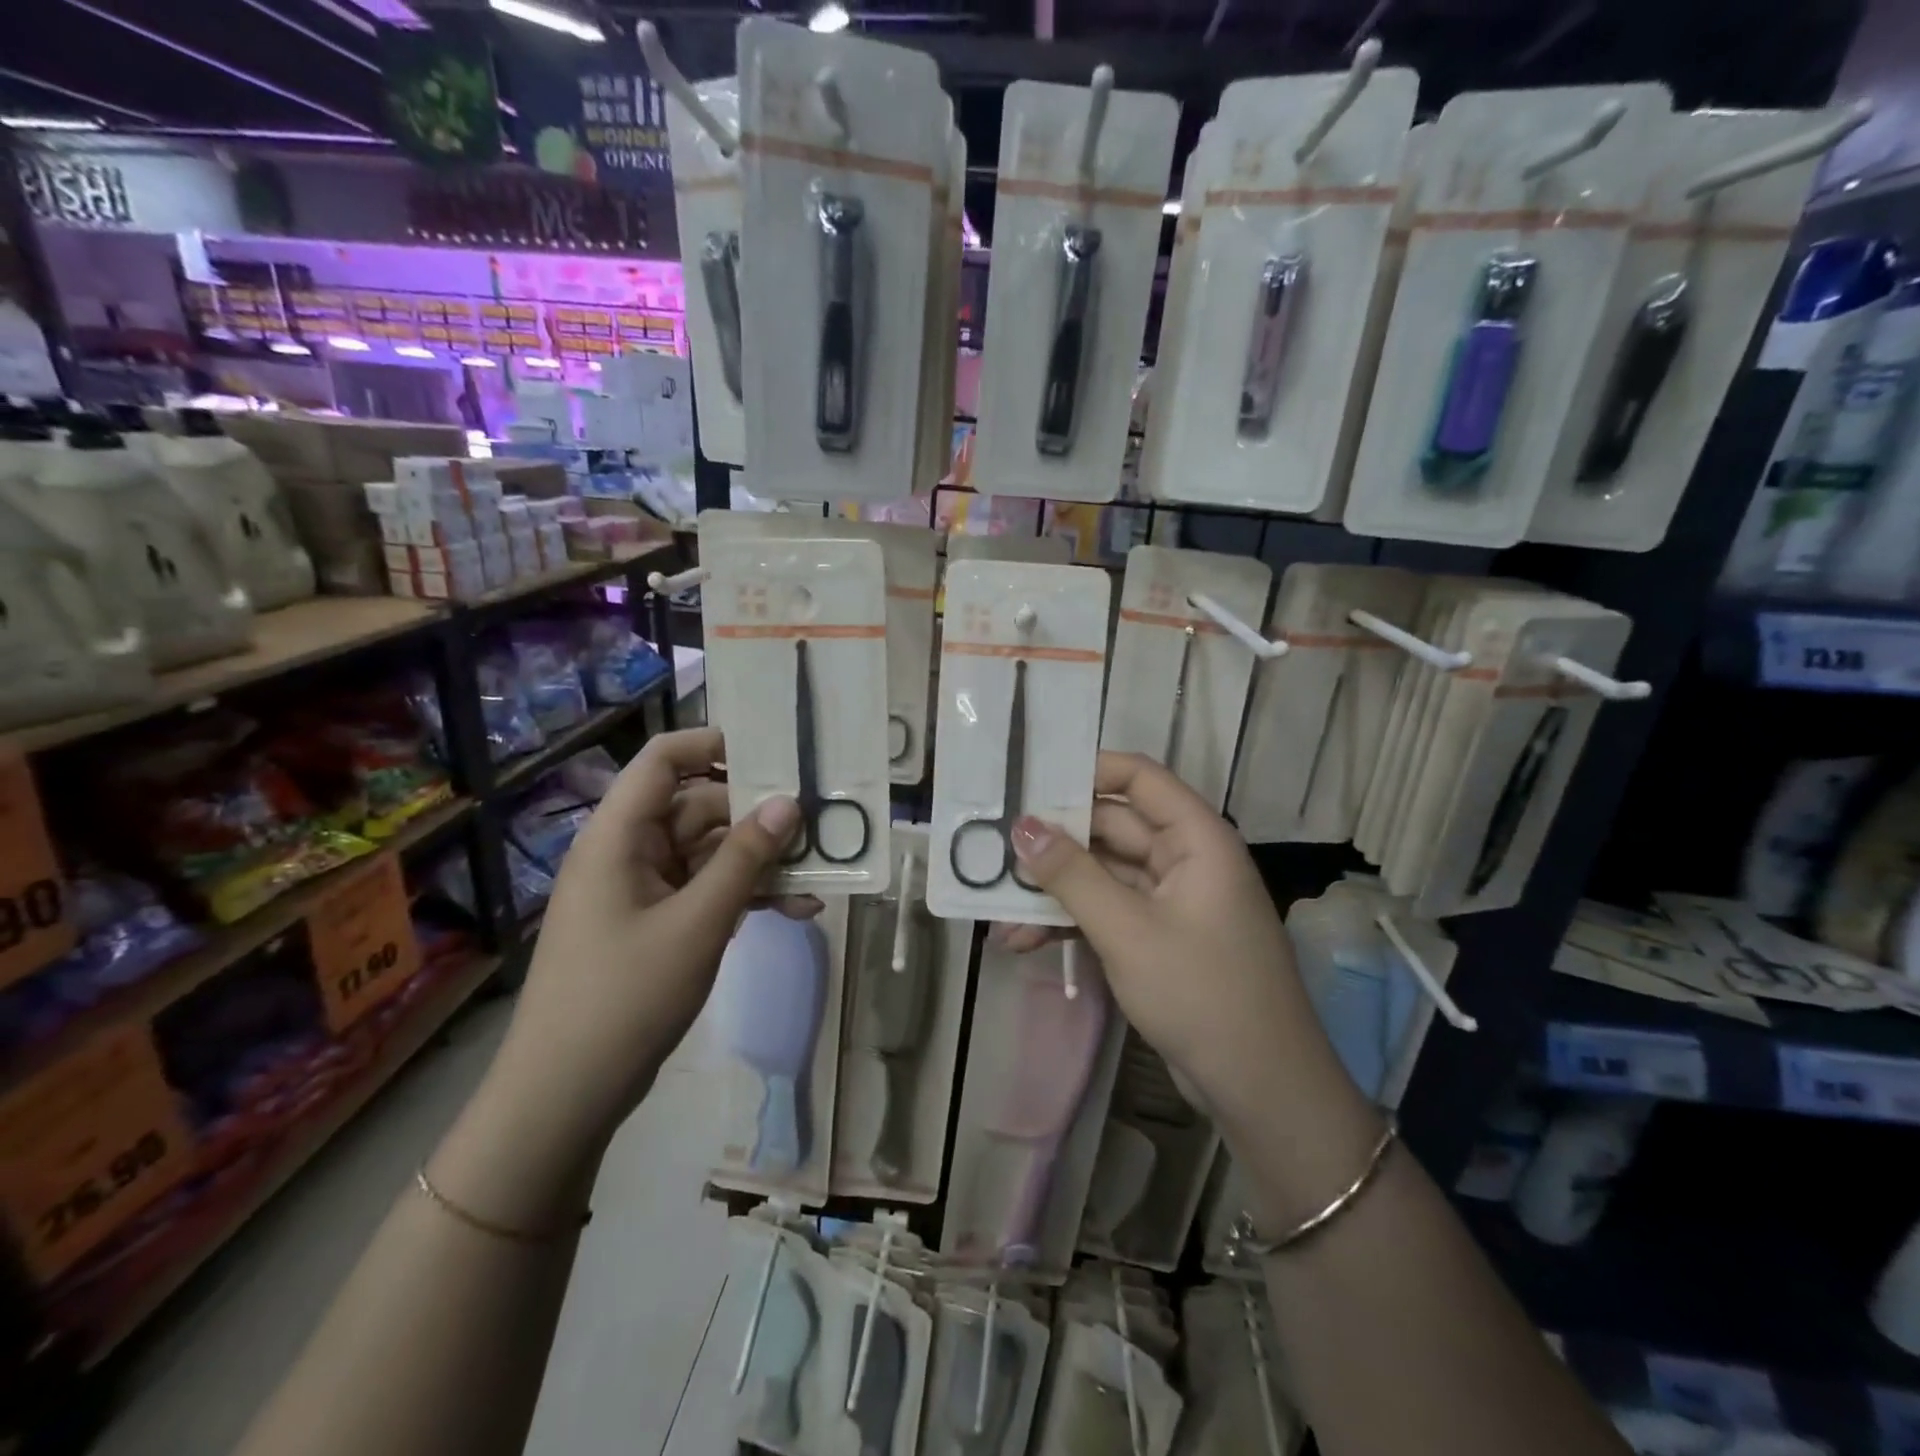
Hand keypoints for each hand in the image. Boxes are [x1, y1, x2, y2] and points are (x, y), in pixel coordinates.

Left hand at [490, 728, 811, 1150]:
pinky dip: (746, 897)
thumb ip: (745, 859)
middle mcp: (628, 852)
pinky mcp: (656, 924)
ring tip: (818, 876)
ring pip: (710, 853)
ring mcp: (643, 890)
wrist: (565, 1095)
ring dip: (760, 864)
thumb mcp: (697, 923)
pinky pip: (707, 892)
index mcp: (618, 836)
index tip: (773, 753)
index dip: (713, 744)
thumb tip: (790, 803)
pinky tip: (796, 912)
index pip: (663, 760)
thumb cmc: (624, 997)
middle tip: (818, 824)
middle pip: (697, 807)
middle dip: (757, 816)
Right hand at [1001, 752, 1344, 1129]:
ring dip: (1054, 889)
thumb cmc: (1201, 992)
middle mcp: (1185, 858)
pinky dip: (1070, 921)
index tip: (1029, 781)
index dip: (1087, 770)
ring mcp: (1171, 900)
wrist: (1260, 1089)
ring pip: (1102, 873)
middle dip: (1054, 841)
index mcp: (1196, 838)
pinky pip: (1107, 910)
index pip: (1139, 778)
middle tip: (994, 846)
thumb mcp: (1127, 930)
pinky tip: (1022, 941)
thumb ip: (1071, 874)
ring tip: (996, 907)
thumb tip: (1021, 825)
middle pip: (1112, 827)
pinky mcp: (1158, 936)